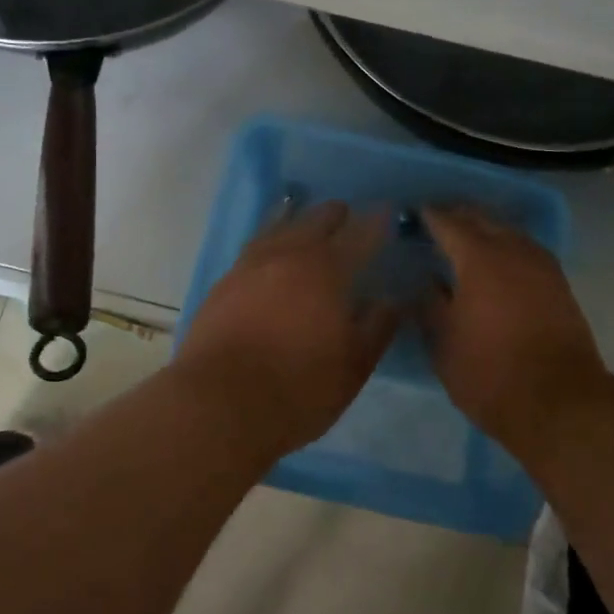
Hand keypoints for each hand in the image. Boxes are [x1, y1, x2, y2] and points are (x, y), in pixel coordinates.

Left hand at [174, 201, 398, 457]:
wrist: (219, 404)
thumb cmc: (298, 388)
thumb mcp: (354, 365)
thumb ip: (377, 326)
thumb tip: (393, 299)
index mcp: (327, 270)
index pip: (360, 235)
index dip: (377, 222)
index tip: (388, 211)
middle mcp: (288, 256)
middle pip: (315, 221)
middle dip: (336, 215)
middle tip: (347, 213)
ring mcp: (250, 266)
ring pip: (277, 226)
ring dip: (295, 216)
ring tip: (301, 209)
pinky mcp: (223, 283)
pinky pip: (252, 245)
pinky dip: (267, 236)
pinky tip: (268, 245)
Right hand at [421, 207, 610, 450]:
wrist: (559, 403)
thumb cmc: (489, 372)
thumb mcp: (443, 342)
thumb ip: (429, 305)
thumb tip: (425, 281)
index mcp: (480, 258)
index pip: (448, 223)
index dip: (428, 216)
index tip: (412, 214)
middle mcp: (514, 250)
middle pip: (483, 219)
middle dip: (458, 216)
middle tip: (435, 222)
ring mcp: (542, 266)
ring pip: (509, 232)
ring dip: (485, 230)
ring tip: (464, 240)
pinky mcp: (559, 286)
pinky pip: (526, 251)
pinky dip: (506, 248)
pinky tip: (495, 264)